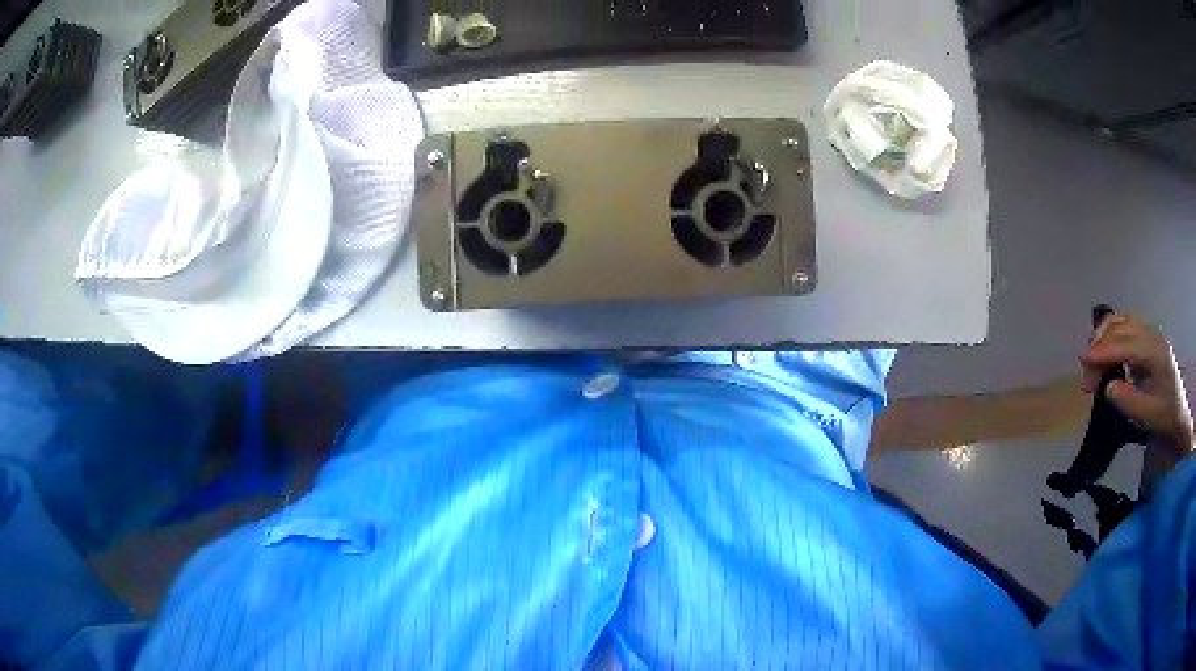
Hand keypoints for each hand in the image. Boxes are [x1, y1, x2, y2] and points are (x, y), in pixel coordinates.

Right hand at [1081, 313, 1193, 450]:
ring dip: (1103, 338)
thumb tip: (1107, 387)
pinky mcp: (1145, 336)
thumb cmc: (1163, 416)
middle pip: (1120, 328)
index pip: (1125, 344)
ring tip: (1091, 362)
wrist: (1177, 414)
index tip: (1083, 361)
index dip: (1104, 351)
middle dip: (1100, 348)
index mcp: (1155, 352)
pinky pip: (1124, 326)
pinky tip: (1104, 354)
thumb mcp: (1147, 414)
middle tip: (1086, 379)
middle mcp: (1152, 334)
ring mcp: (1149, 332)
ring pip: (1120, 321)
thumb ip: (1127, 400)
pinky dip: (1110, 336)